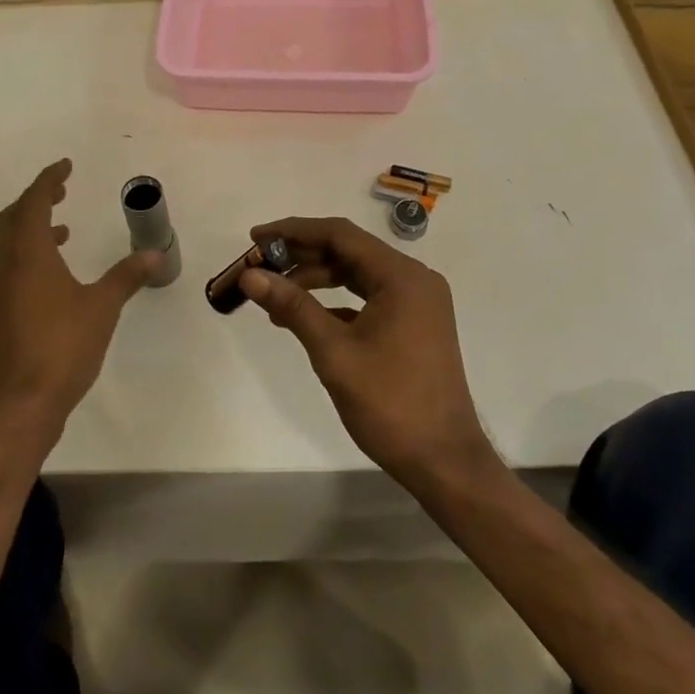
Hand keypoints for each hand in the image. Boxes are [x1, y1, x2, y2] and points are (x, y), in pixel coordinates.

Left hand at [0, 159, 157, 447]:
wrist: (21, 403)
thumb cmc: (62, 347)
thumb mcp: (102, 307)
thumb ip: (126, 276)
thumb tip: (155, 254)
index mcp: (29, 254)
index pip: (34, 202)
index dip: (49, 180)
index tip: (66, 165)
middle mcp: (8, 265)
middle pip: (13, 217)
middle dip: (35, 199)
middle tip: (61, 190)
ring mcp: (0, 290)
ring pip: (9, 242)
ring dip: (32, 226)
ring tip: (64, 228)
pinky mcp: (2, 311)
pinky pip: (12, 264)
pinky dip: (31, 252)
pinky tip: (56, 272)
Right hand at [239, 216, 496, 492]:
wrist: (444, 462)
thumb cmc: (390, 404)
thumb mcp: (334, 352)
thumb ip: (293, 306)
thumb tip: (250, 276)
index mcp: (402, 276)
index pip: (339, 234)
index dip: (293, 231)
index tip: (256, 237)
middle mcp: (414, 279)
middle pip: (349, 251)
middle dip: (301, 256)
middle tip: (259, 265)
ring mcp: (417, 302)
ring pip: (357, 274)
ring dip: (316, 279)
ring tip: (274, 294)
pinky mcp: (415, 324)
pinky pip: (368, 297)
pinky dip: (336, 301)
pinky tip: (304, 316)